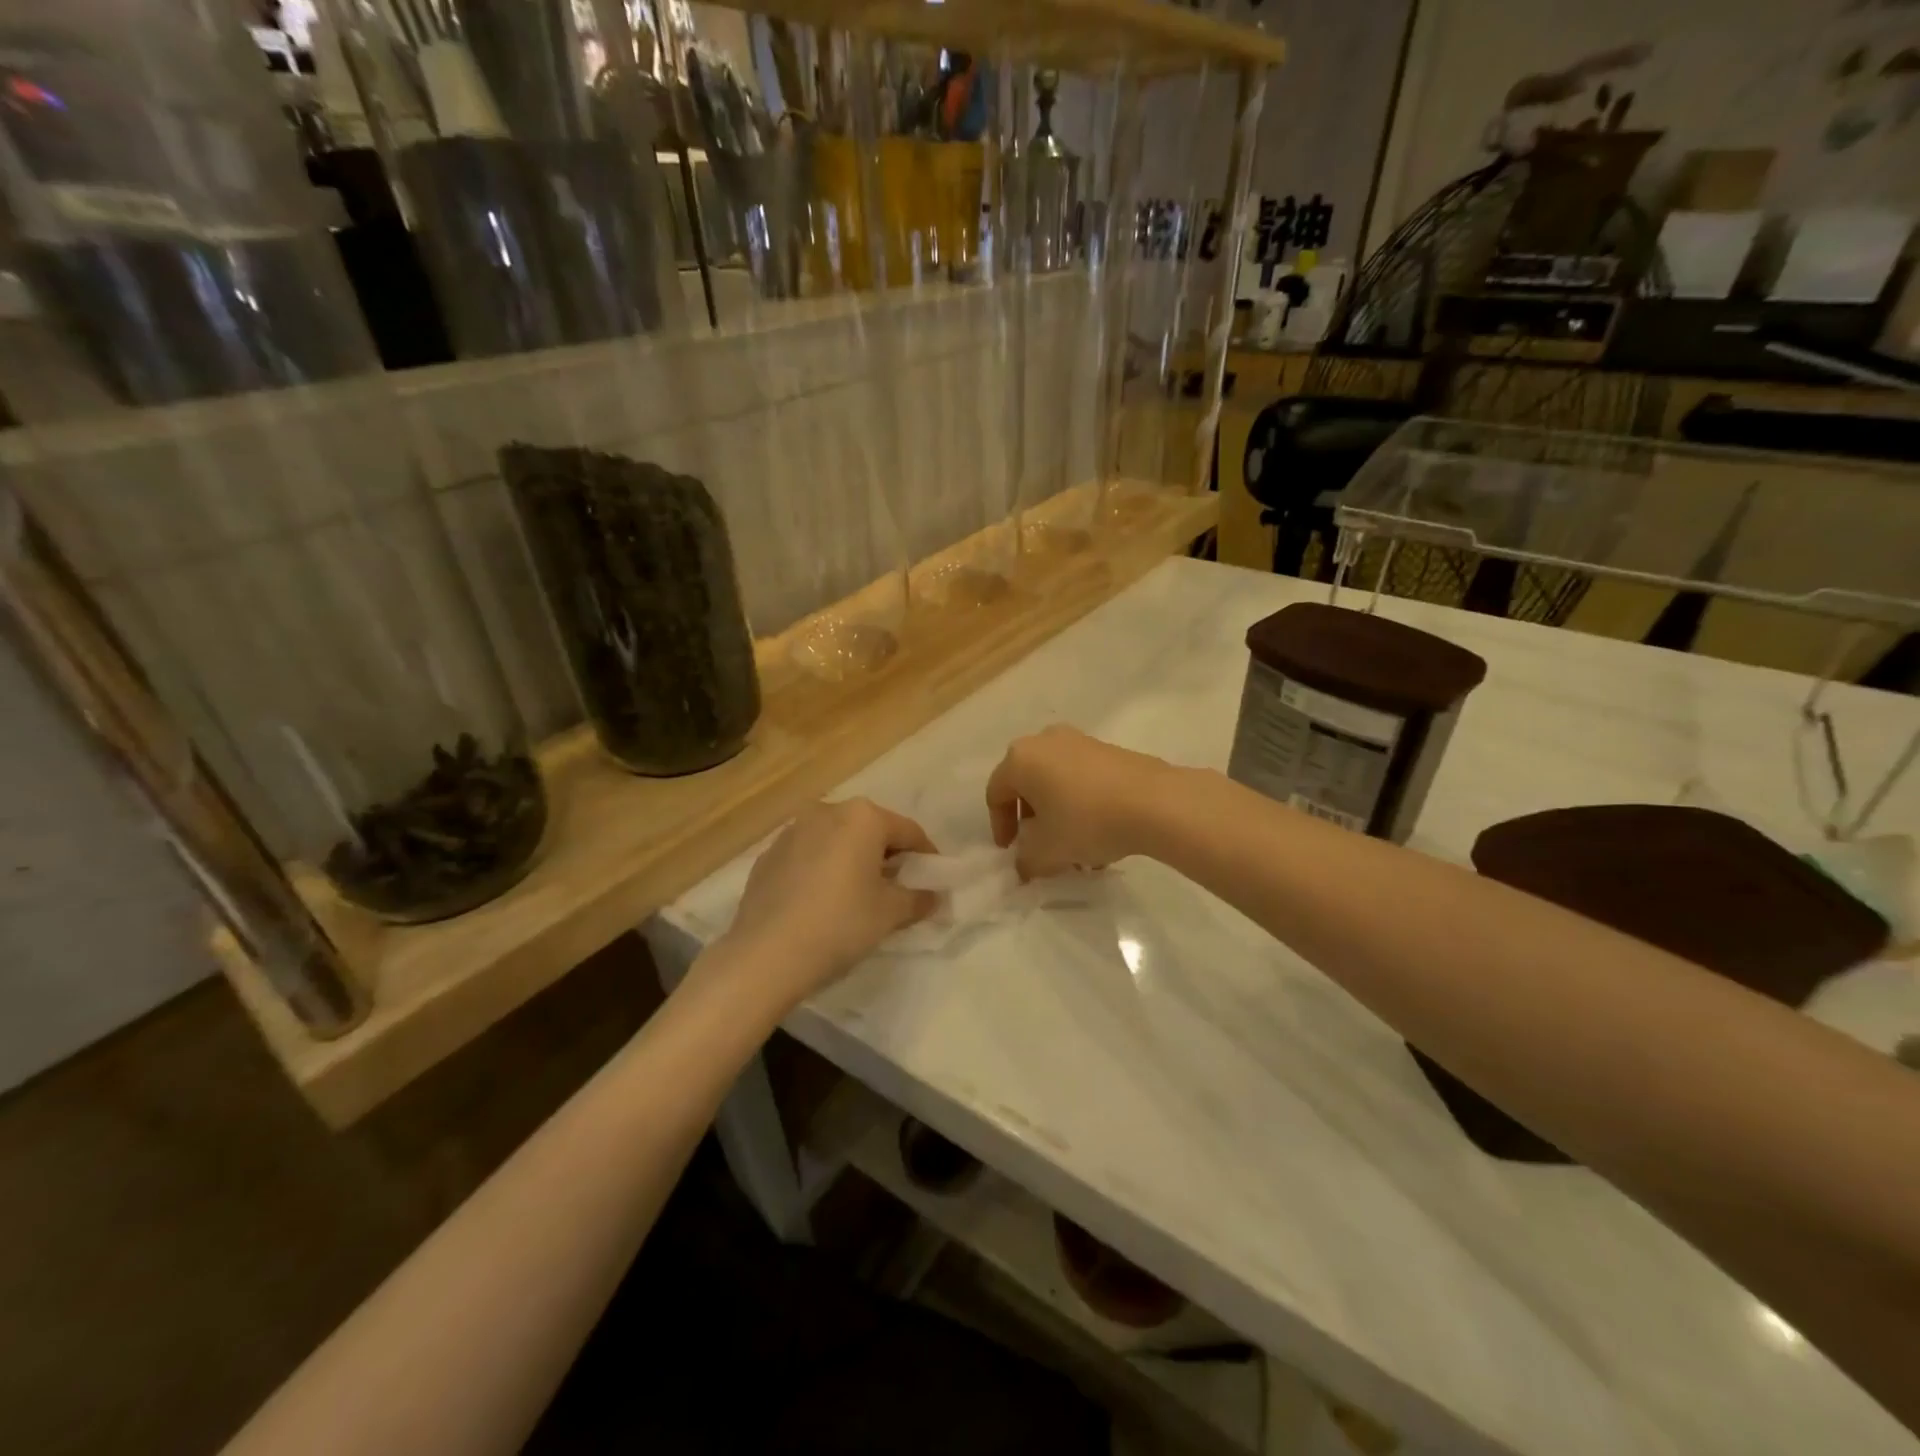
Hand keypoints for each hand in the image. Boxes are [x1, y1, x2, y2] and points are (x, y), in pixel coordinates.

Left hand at [720, 799, 939, 1000]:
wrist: (765, 955)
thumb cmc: (840, 924)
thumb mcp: (890, 914)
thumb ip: (918, 898)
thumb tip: (934, 896)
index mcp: (862, 817)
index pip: (908, 831)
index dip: (926, 856)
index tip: (933, 880)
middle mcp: (826, 811)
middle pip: (870, 830)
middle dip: (887, 855)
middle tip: (898, 888)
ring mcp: (792, 831)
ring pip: (836, 840)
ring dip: (852, 860)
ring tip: (858, 895)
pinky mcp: (767, 855)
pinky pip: (808, 855)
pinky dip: (822, 869)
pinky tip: (821, 901)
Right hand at [985, 726, 1175, 878]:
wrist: (1155, 802)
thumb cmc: (1086, 821)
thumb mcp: (1047, 851)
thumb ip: (1026, 861)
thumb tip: (1025, 865)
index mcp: (1020, 759)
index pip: (996, 793)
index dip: (1000, 826)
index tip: (1011, 852)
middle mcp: (1045, 741)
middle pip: (1027, 785)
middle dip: (1031, 821)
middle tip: (1040, 848)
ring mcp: (1080, 741)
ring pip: (1057, 783)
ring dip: (1058, 816)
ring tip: (1075, 850)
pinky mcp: (1109, 750)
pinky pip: (1082, 779)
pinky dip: (1082, 805)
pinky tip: (1100, 836)